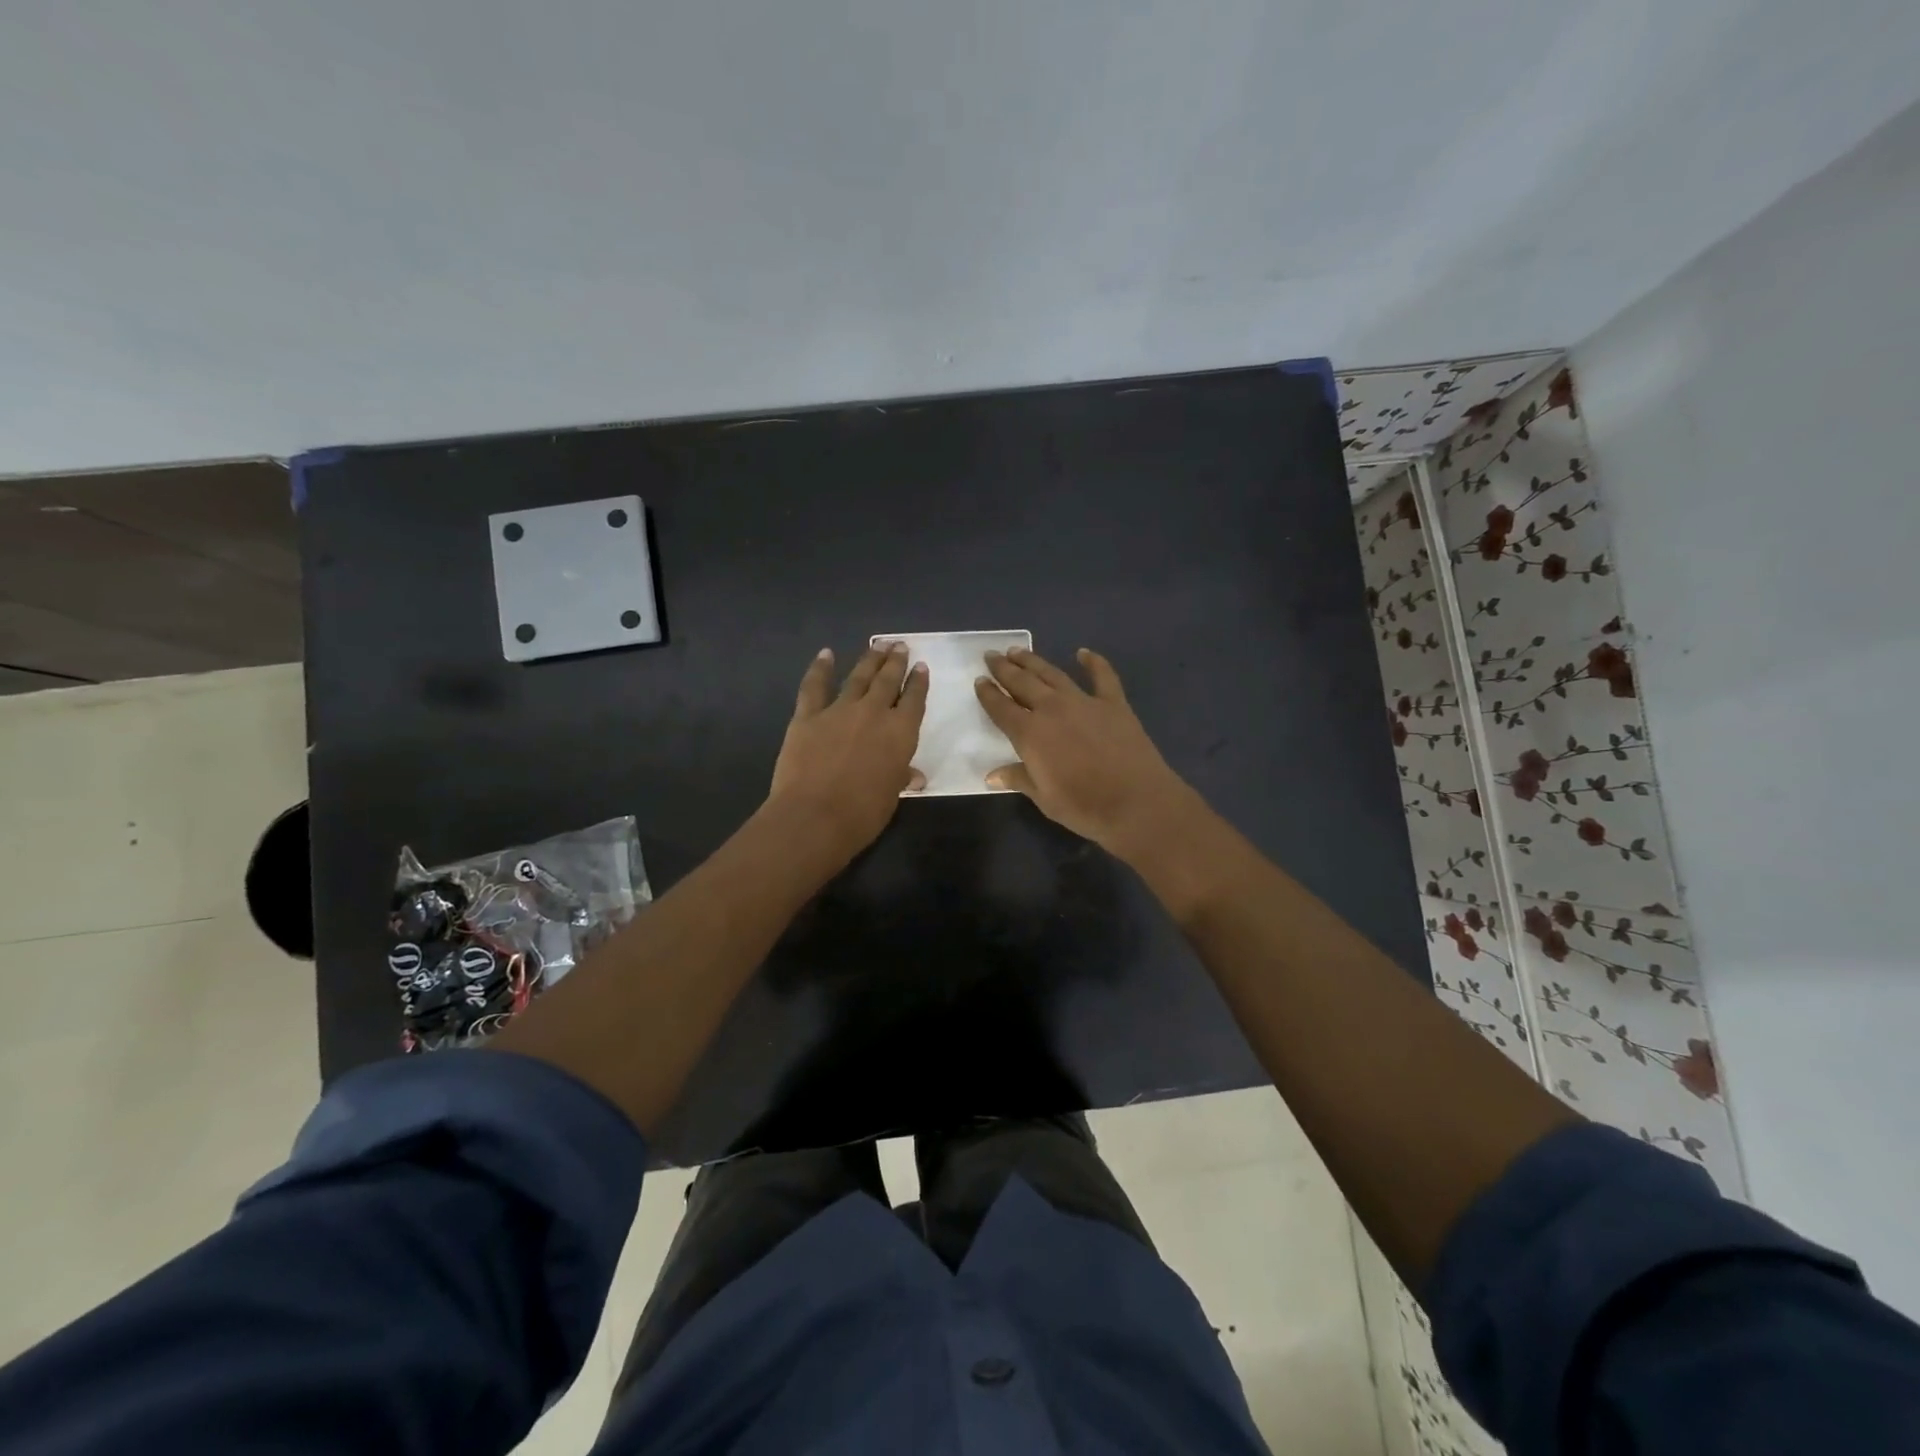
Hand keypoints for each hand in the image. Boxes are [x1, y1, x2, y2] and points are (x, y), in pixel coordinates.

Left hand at [769, 643, 928, 858]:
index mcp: (900, 732)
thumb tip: (914, 776)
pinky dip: (820, 668)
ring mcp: (839, 710)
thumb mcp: (891, 796)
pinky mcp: (808, 716)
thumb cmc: (863, 813)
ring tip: (879, 645)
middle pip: (887, 680)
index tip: (920, 666)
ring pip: (858, 677)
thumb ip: (900, 777)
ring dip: (870, 659)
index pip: (914, 700)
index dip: (918, 683)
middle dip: (896, 662)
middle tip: (900, 646)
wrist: (815, 816)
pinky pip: (814, 686)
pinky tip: (826, 654)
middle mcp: (873, 713)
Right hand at [975, 646, 1198, 855]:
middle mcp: (1052, 709)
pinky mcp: (1114, 703)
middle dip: (1004, 668)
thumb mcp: (1044, 798)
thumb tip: (992, 775)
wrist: (1136, 803)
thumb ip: (1019, 779)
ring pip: (1053, 674)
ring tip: (1018, 650)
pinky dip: (1093, 662)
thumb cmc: (1084, 807)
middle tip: (992, 655)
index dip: (988, 694)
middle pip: (1022, 682)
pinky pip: (1102, 676)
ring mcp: (1084, 702)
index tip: (979, 680)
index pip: (1001, 708)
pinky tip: (1084, 653)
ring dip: (1033, 661)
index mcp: (1030, 733)